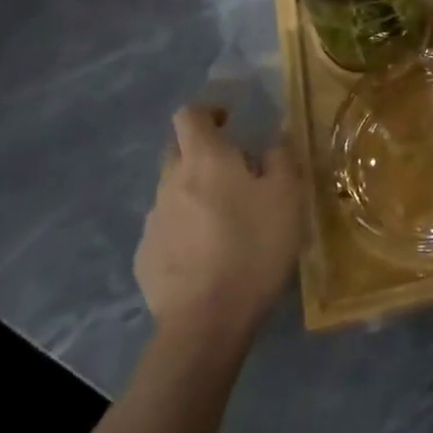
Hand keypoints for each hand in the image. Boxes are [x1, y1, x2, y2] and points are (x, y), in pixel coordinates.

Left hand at [134, 107, 303, 354]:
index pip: (189, 114)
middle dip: (201, 152)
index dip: (208, 110)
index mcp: (204, 159)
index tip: (229, 120)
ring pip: (172, 191)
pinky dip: (185, 229)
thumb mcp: (287, 197)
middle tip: (234, 170)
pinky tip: (206, 254)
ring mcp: (154, 220)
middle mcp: (171, 181)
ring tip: (225, 219)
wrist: (205, 323)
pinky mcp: (145, 257)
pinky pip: (167, 228)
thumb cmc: (253, 248)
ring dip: (194, 192)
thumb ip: (282, 158)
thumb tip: (275, 137)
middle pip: (177, 150)